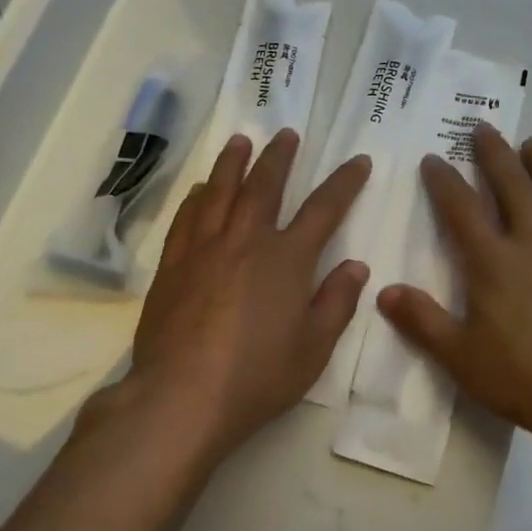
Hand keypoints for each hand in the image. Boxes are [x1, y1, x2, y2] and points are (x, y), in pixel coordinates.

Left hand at [119, 130, 371, 455]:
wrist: (182, 397)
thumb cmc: (258, 376)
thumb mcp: (314, 348)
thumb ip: (337, 302)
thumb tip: (355, 265)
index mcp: (287, 260)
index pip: (324, 209)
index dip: (344, 182)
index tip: (358, 161)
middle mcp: (246, 242)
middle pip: (265, 187)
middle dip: (279, 158)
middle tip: (286, 133)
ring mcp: (204, 250)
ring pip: (221, 193)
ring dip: (233, 164)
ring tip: (240, 141)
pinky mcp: (173, 267)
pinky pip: (186, 220)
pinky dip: (197, 199)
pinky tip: (201, 190)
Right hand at [376, 125, 531, 453]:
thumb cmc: (522, 378)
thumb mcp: (459, 356)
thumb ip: (421, 320)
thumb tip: (383, 291)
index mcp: (493, 262)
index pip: (461, 209)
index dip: (444, 181)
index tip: (434, 158)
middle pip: (512, 186)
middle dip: (494, 154)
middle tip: (484, 128)